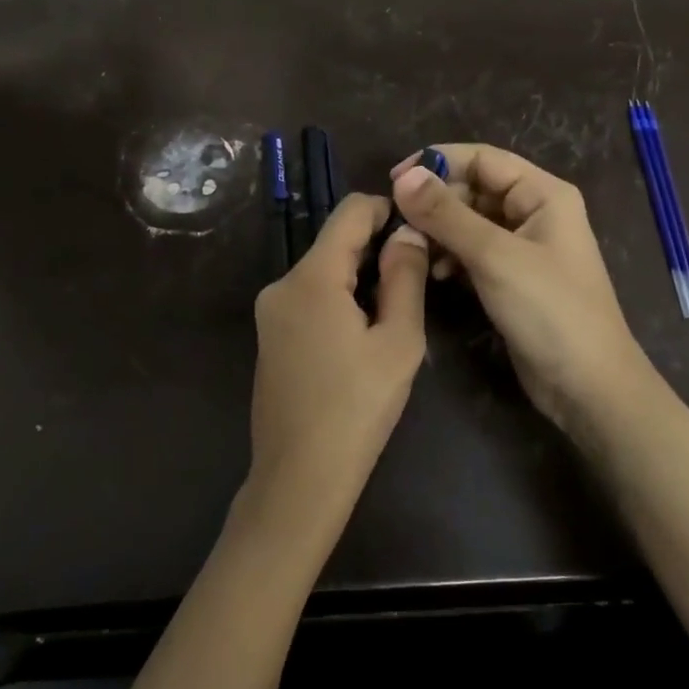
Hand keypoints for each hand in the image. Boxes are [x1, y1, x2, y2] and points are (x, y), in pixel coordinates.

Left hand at [248, 194, 428, 515]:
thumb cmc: (358, 408)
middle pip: (334, 243)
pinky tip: (362, 335)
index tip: (419, 229)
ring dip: (359, 278)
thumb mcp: (398, 341)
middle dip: (376, 249)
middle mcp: (281, 284)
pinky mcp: (269, 336)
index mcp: (310, 277)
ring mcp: (269, 312)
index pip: (349, 212)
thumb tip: (407, 231)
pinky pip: (308, 298)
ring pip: (322, 272)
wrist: (299, 478)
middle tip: (418, 277)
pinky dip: (338, 299)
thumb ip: (404, 277)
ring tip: (395, 311)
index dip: (387, 210)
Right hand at [391, 144, 648, 429]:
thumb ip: (447, 214)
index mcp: (543, 194)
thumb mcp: (494, 256)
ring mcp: (524, 247)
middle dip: (436, 202)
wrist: (588, 386)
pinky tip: (436, 274)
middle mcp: (535, 212)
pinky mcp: (512, 278)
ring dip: (440, 231)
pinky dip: (452, 257)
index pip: (482, 159)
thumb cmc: (549, 310)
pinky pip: (473, 252)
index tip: (394, 180)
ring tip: (412, 249)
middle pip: (474, 189)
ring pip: (470, 222)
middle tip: (398, 222)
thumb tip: (403, 176)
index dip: (438, 162)